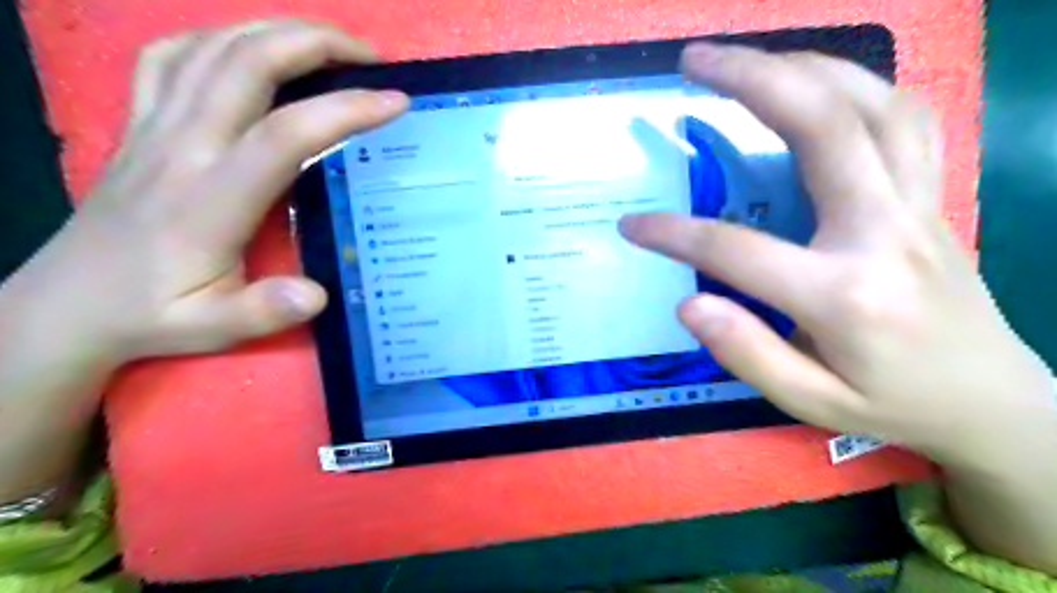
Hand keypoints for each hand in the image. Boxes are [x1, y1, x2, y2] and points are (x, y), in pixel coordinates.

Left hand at [40, 18, 406, 361]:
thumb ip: (264, 312)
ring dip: (276, 31)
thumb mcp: (212, 328)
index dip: (343, 111)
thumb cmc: (153, 315)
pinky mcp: (138, 123)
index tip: (394, 102)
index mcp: (209, 200)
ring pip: (211, 48)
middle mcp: (181, 148)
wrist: (68, 304)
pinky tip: (249, 50)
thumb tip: (316, 294)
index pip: (283, 135)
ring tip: (327, 44)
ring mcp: (153, 128)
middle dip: (315, 44)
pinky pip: (171, 57)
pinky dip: (217, 38)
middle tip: (369, 57)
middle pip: (246, 64)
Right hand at [621, 45, 1046, 470]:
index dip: (673, 235)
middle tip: (693, 62)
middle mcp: (884, 233)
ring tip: (747, 59)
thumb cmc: (892, 403)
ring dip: (803, 67)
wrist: (991, 400)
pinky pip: (903, 117)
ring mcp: (917, 205)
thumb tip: (689, 305)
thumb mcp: (810, 402)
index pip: (736, 252)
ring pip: (870, 103)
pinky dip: (857, 84)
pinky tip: (817, 82)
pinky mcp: (931, 195)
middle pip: (821, 127)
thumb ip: (746, 354)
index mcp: (844, 295)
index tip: (631, 226)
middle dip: (750, 80)